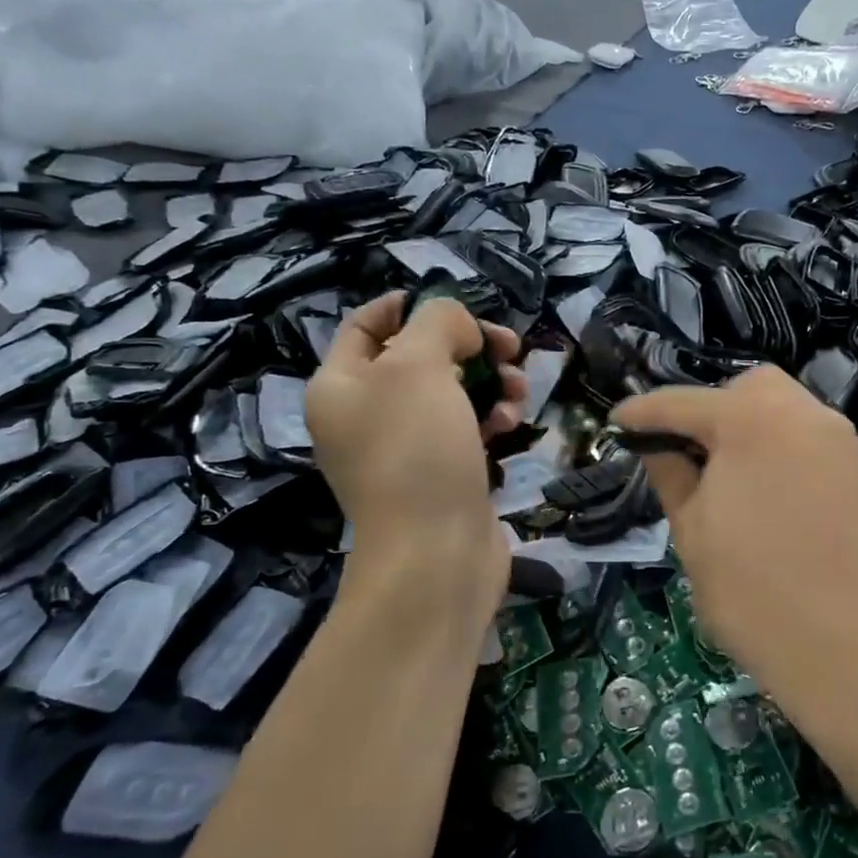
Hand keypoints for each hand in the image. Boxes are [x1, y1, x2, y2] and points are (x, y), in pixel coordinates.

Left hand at [307, 292, 526, 614]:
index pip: (366, 325)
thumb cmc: (416, 450)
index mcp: (340, 385)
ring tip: (517, 389)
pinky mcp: (442, 471)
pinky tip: (510, 424)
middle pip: (420, 356)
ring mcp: (405, 447)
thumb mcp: (417, 365)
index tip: (456, 303)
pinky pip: (467, 426)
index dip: (407, 305)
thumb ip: (437, 323)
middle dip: (468, 345)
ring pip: (453, 390)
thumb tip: (459, 327)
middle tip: (507, 346)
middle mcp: (366, 414)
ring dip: (490, 380)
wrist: (437, 554)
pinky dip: (491, 417)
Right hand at [612, 367, 857, 705]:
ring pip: (781, 407)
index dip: (643, 413)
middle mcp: (801, 412)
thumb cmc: (754, 592)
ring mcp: (837, 438)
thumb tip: (655, 445)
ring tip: (723, 474)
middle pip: (744, 389)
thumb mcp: (691, 532)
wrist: (852, 650)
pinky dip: (777, 445)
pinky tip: (762, 489)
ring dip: (745, 426)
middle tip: (685, 454)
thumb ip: (671, 474)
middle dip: (708, 409)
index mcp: (750, 419)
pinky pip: (806, 436)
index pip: (683, 403)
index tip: (617, 423)